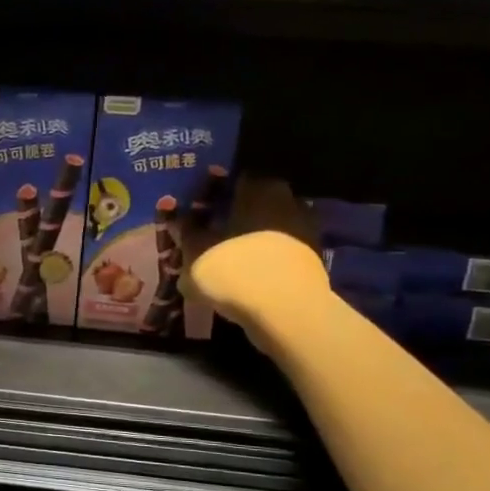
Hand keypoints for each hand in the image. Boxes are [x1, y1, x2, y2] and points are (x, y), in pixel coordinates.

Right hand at [179, 175, 330, 353]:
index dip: (214, 192)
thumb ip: (185, 232)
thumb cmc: (234, 269)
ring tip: (229, 256)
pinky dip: (267, 258)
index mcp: (257, 188)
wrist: (286, 311)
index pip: (234, 179)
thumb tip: (175, 217)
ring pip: (271, 227)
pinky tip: (248, 274)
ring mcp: (306, 229)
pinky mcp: (314, 258)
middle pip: (256, 201)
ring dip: (253, 237)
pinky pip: (282, 251)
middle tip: (212, 232)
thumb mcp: (195, 252)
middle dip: (236, 214)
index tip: (199, 206)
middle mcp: (286, 199)